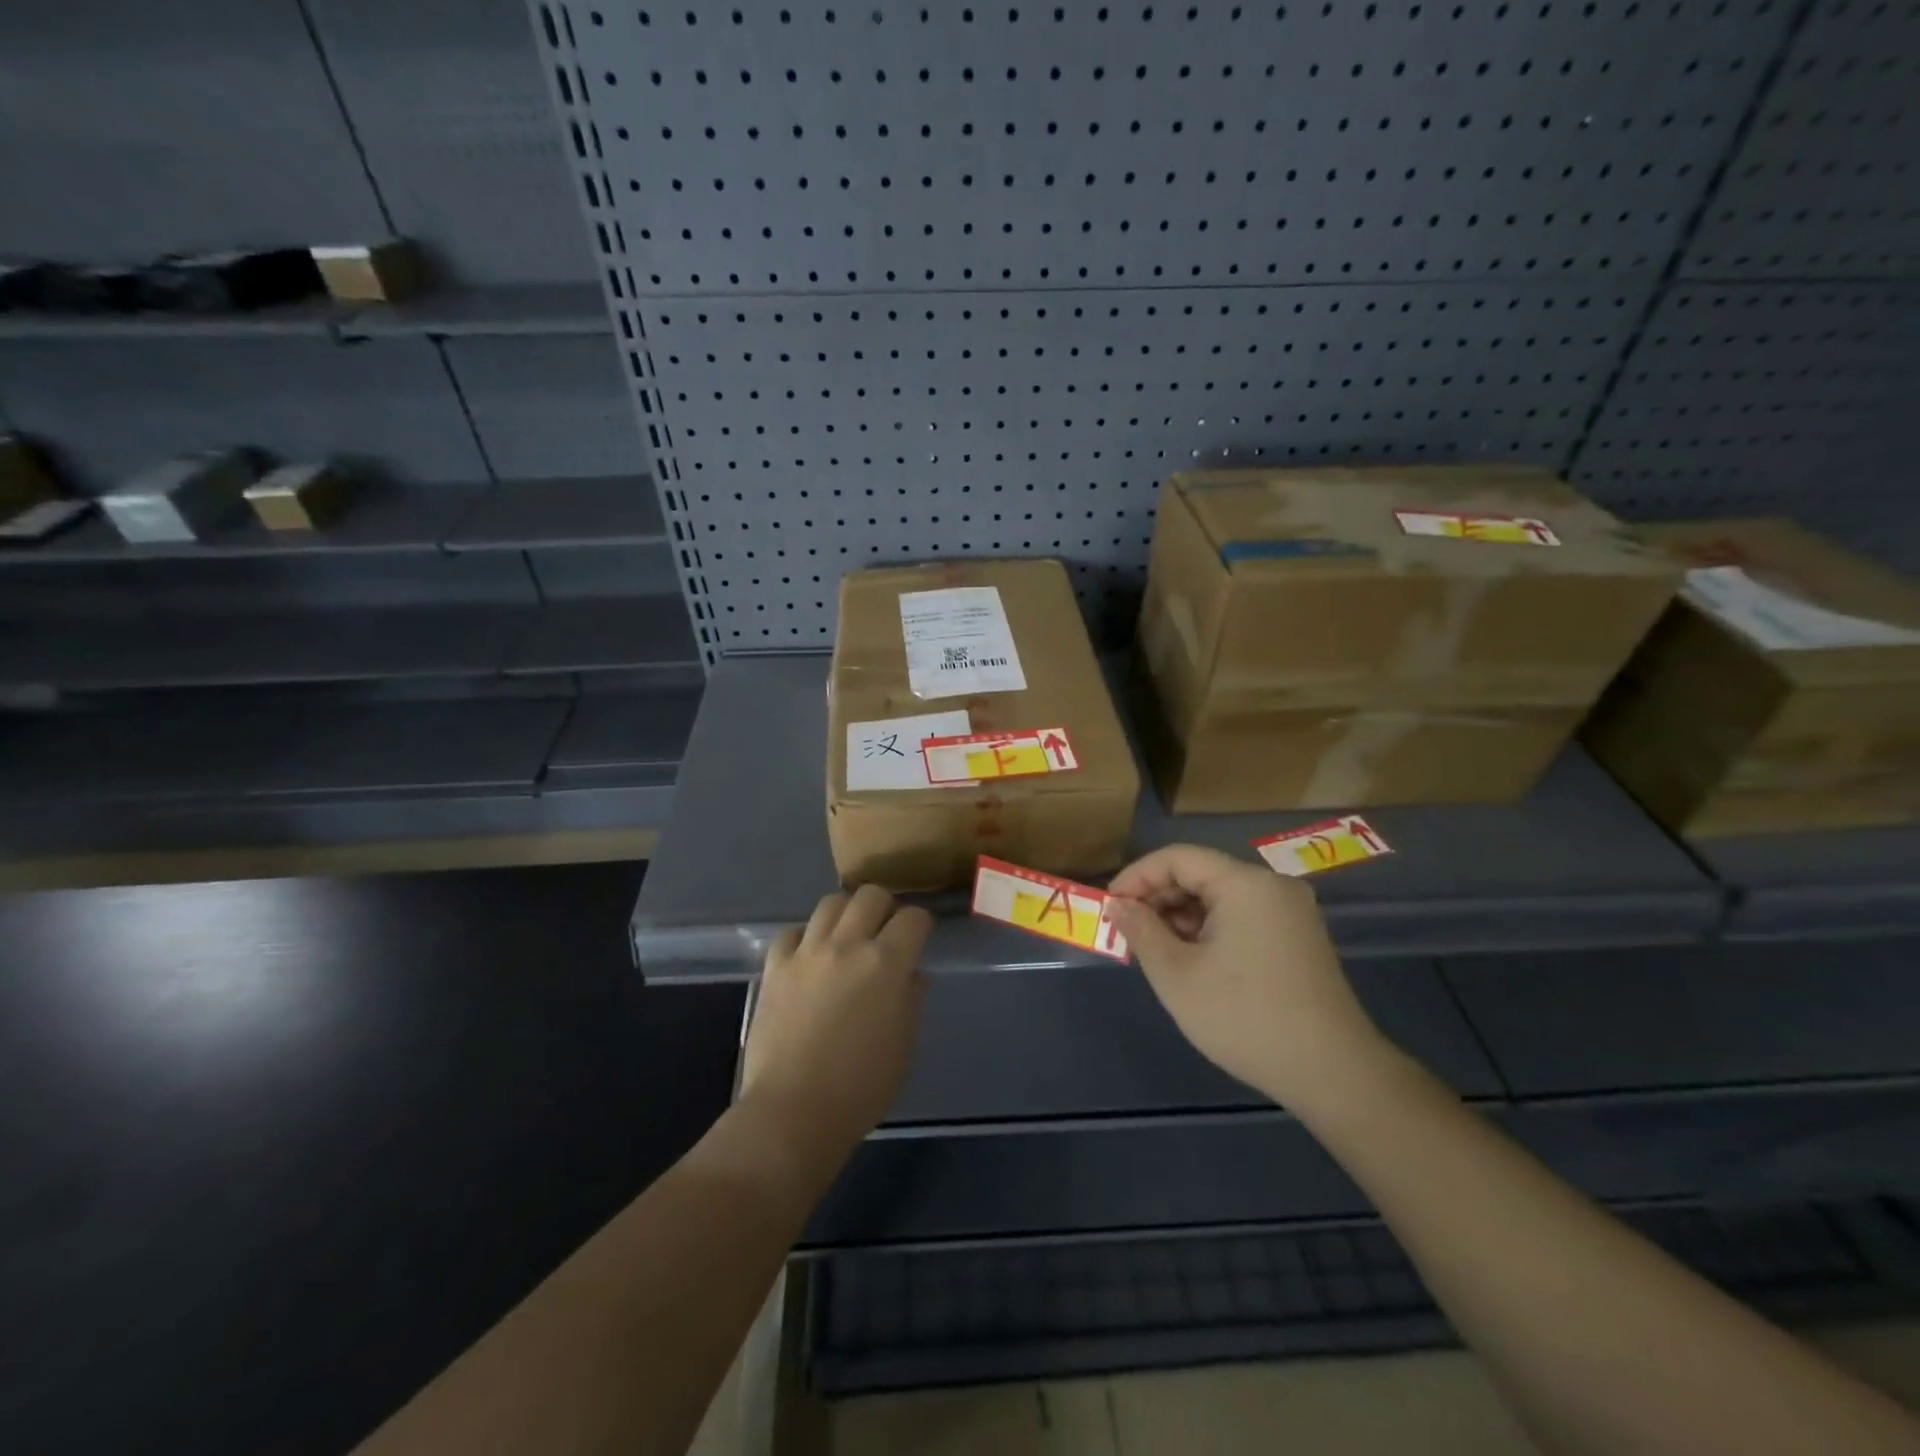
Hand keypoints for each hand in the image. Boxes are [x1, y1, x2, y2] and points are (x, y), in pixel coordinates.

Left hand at [741, 884, 932, 1150]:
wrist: (794, 1111)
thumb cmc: (861, 1087)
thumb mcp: (904, 1046)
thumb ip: (911, 1000)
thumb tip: (910, 975)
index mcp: (886, 963)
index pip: (913, 918)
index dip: (921, 924)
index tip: (920, 937)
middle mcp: (847, 945)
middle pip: (870, 895)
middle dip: (885, 907)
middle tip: (885, 931)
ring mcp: (807, 953)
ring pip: (830, 903)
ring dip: (845, 913)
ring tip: (847, 936)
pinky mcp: (774, 967)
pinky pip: (791, 933)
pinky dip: (804, 938)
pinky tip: (809, 957)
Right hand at [1108, 844, 1389, 1110]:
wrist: (1333, 1072)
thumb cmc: (1244, 1017)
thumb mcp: (1177, 974)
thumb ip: (1141, 930)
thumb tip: (1118, 905)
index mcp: (1245, 883)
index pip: (1177, 858)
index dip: (1137, 876)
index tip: (1110, 906)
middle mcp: (1272, 886)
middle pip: (1201, 873)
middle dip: (1159, 897)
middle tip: (1128, 930)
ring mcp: (1291, 911)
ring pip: (1221, 896)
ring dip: (1182, 915)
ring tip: (1155, 948)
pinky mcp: (1299, 937)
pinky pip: (1243, 915)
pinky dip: (1210, 928)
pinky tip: (1192, 958)